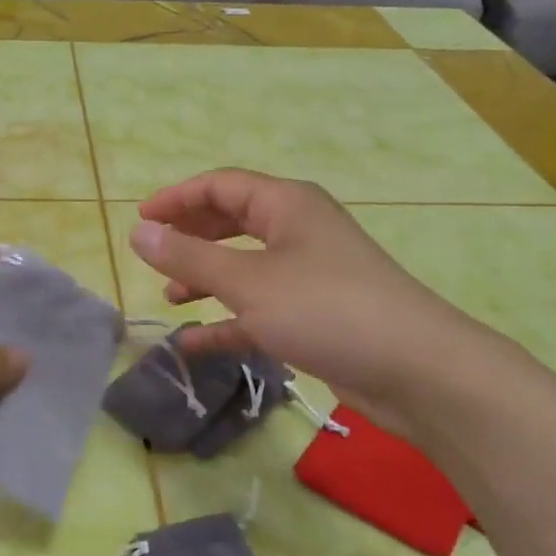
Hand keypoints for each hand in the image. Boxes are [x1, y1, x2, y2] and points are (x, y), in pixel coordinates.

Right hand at [129, 169, 505, 439]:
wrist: (417, 370)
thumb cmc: (326, 308)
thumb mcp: (248, 281)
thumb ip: (189, 256)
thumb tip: (138, 232)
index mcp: (286, 205)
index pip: (221, 186)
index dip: (177, 198)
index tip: (140, 220)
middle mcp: (298, 231)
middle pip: (232, 221)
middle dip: (191, 236)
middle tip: (153, 254)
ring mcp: (309, 274)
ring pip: (245, 266)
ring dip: (206, 278)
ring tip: (170, 296)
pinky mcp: (316, 315)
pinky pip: (260, 308)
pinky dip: (228, 320)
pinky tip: (195, 341)